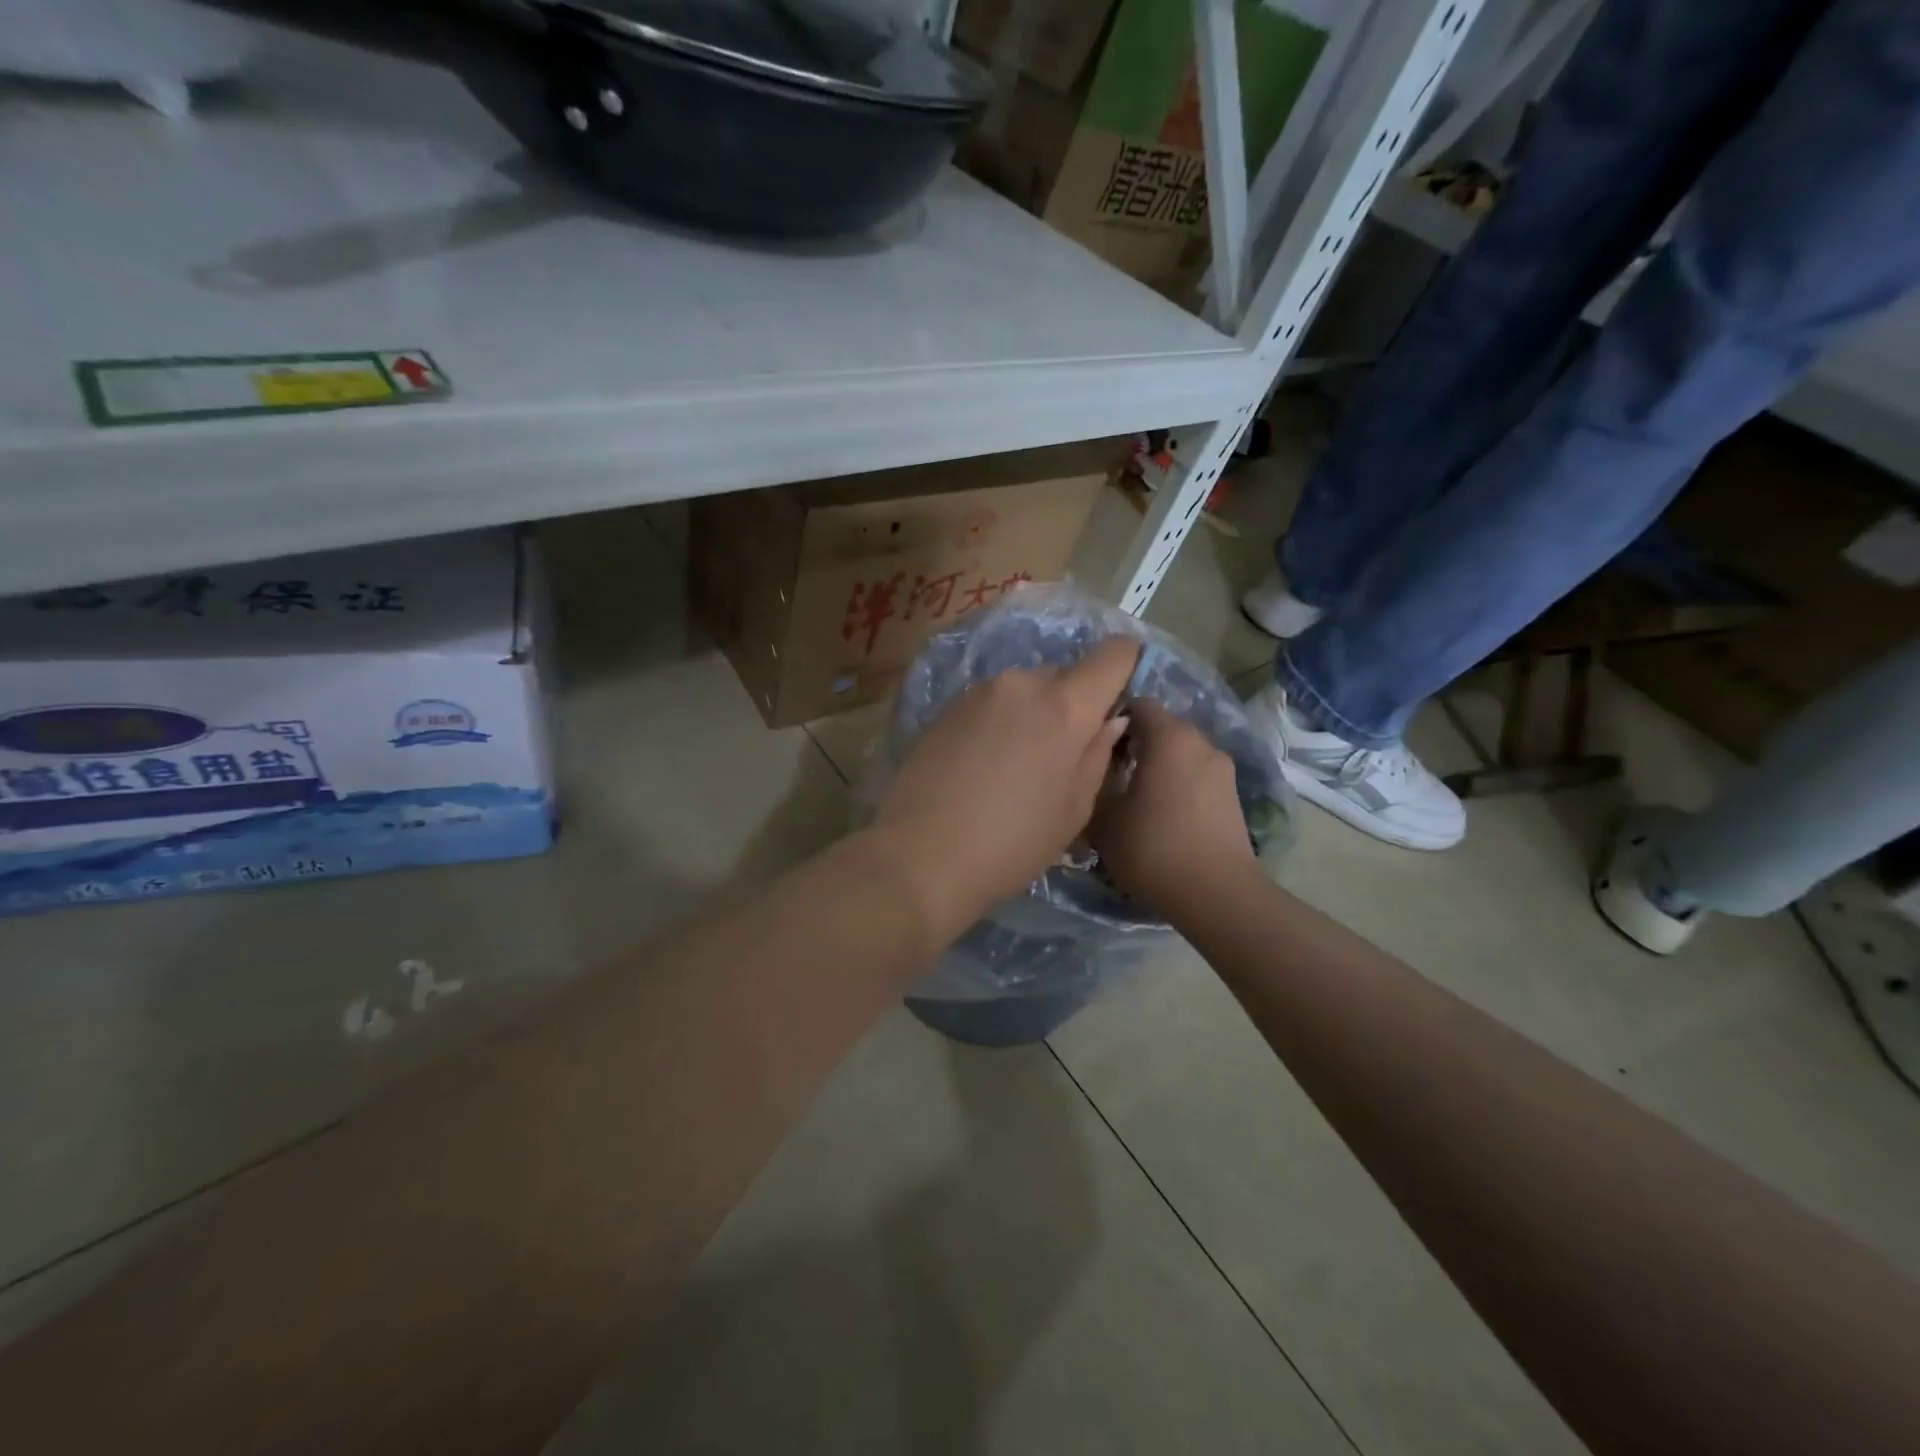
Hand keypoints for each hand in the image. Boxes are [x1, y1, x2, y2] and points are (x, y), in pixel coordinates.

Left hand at [872, 636, 1141, 941]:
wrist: (919, 856)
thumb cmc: (1011, 844)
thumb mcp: (1073, 810)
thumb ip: (1098, 754)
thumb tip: (1110, 719)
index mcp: (1064, 706)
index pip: (1113, 654)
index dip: (1127, 664)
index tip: (1122, 696)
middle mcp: (1022, 683)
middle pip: (1065, 675)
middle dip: (1075, 703)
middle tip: (1065, 753)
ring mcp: (979, 691)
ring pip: (1025, 690)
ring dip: (1034, 714)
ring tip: (1019, 766)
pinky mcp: (946, 707)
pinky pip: (992, 702)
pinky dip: (1001, 722)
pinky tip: (985, 765)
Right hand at [1090, 700, 1254, 917]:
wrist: (1217, 895)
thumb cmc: (1153, 848)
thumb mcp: (1104, 817)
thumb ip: (1093, 780)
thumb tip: (1089, 766)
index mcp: (1169, 737)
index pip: (1137, 703)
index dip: (1111, 718)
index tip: (1092, 745)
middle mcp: (1200, 742)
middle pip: (1160, 727)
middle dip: (1132, 743)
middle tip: (1106, 774)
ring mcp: (1221, 768)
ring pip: (1178, 753)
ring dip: (1155, 765)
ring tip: (1132, 799)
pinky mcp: (1231, 795)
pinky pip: (1194, 775)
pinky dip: (1175, 784)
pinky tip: (1159, 816)